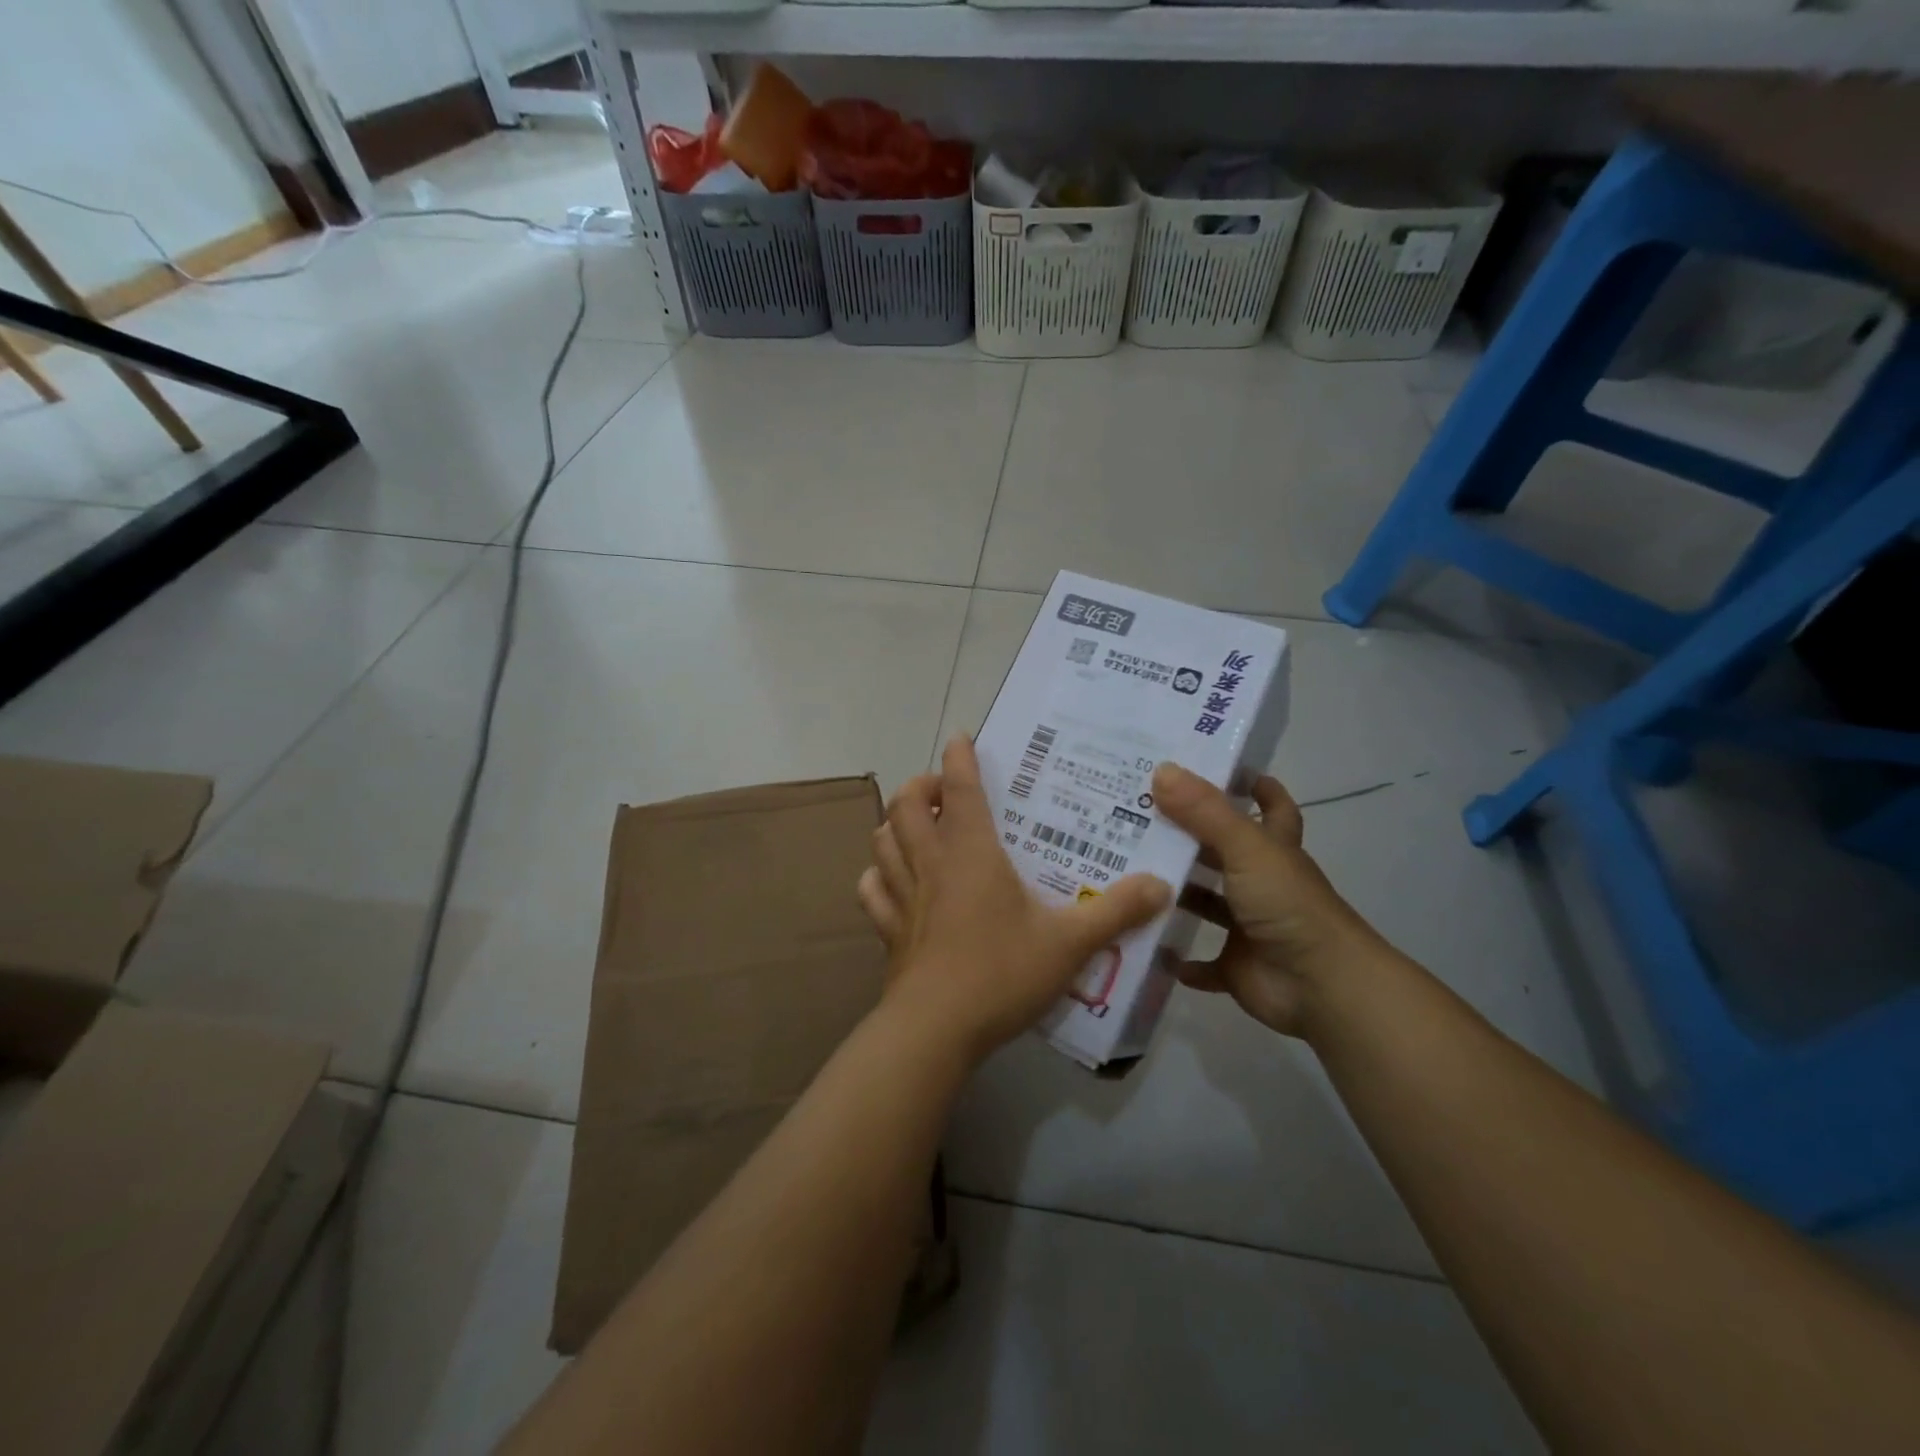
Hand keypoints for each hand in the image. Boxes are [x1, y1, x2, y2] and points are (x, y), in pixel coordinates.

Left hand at [859, 737, 1171, 1066]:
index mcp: (970, 853)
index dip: (959, 758)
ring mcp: (902, 897)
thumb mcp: (1070, 943)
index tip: (961, 738)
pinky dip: (878, 875)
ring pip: (882, 841)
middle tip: (944, 791)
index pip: (961, 789)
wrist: (936, 1030)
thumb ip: (1115, 912)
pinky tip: (892, 880)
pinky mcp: (888, 931)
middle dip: (921, 786)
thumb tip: (1160, 885)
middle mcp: (930, 864)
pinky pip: (871, 891)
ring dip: (896, 823)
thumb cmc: (1002, 973)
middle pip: (906, 805)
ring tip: (919, 827)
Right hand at [1151, 763, 1388, 1039]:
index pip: (1270, 807)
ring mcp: (1248, 927)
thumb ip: (1205, 811)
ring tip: (1127, 874)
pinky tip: (1146, 942)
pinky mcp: (1236, 966)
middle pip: (1223, 852)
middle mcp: (1261, 883)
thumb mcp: (1247, 848)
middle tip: (1139, 816)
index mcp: (1272, 850)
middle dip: (1188, 837)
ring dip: (1176, 894)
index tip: (1217, 769)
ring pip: (1207, 904)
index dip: (1252, 787)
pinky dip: (1179, 958)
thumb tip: (1162, 769)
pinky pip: (1202, 963)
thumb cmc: (1288, 906)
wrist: (1322, 986)